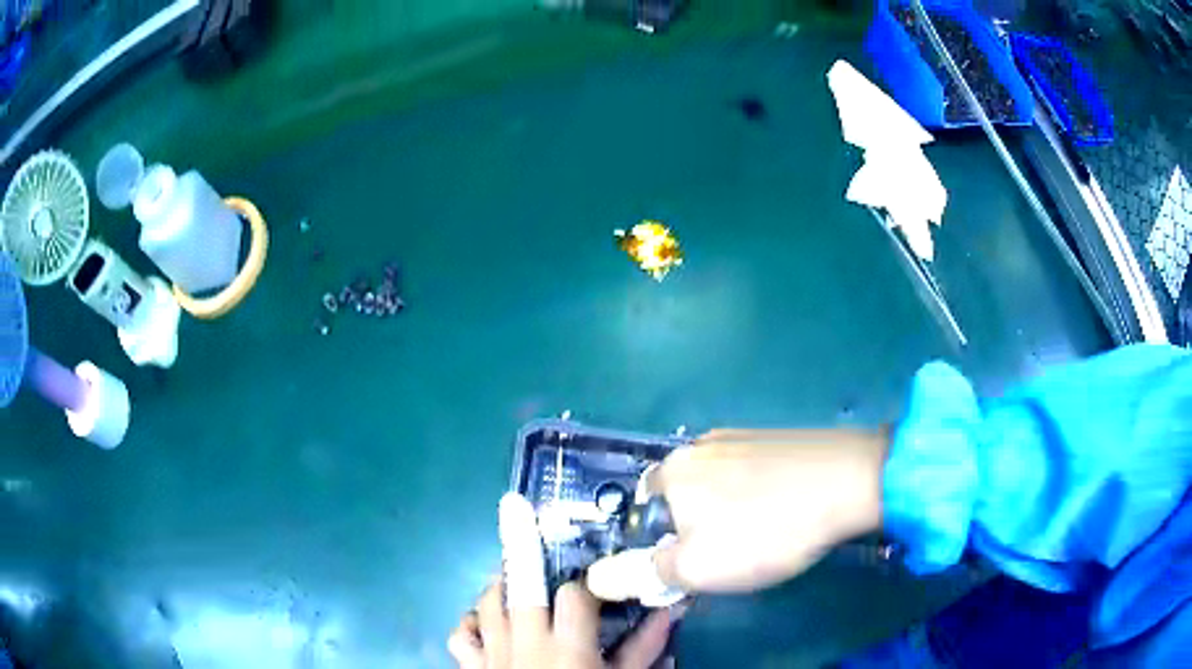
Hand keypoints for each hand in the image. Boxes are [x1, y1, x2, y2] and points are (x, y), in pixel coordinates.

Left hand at [447, 493, 679, 667]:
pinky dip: (469, 623)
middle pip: (519, 585)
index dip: (586, 581)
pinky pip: (459, 636)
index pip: (575, 594)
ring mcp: (492, 655)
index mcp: (568, 648)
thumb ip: (647, 647)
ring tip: (516, 578)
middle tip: (523, 521)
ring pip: (485, 604)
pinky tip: (486, 622)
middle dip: (522, 550)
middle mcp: (525, 644)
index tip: (595, 577)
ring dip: (499, 586)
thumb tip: (672, 609)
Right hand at [589, 429, 886, 595]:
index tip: (688, 565)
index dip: (659, 545)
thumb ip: (642, 573)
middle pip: (679, 498)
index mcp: (671, 471)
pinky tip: (781, 508)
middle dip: (693, 530)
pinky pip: (748, 472)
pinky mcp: (774, 437)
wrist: (848, 481)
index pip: (640, 513)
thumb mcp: (697, 568)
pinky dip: (754, 494)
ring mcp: (741, 436)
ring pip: (716, 485)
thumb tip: (596, 578)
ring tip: (760, 534)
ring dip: (725, 512)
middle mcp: (697, 445)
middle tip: (727, 554)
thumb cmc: (766, 530)